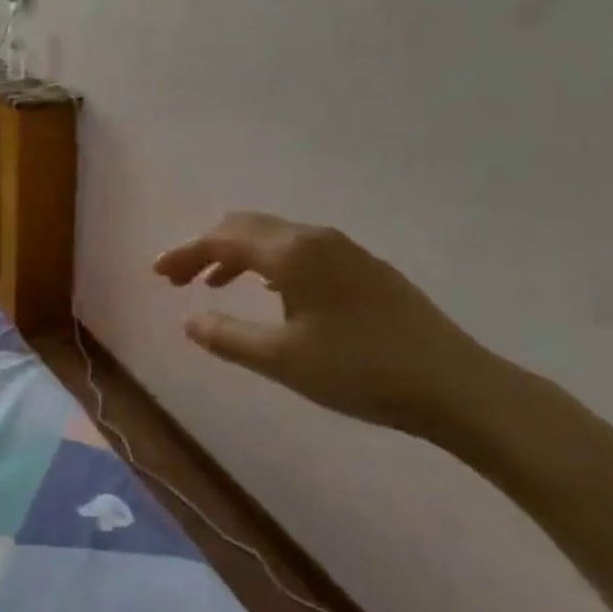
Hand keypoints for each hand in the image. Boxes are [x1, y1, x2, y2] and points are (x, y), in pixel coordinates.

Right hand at [154, 212, 490, 431]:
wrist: (455, 384)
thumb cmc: (360, 371)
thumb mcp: (283, 360)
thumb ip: (227, 336)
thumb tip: (188, 320)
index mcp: (291, 253)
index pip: (222, 240)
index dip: (184, 254)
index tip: (157, 273)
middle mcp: (314, 237)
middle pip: (246, 227)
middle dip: (206, 248)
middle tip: (179, 279)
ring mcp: (343, 249)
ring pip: (274, 236)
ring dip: (237, 254)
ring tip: (214, 285)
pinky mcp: (363, 266)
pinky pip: (299, 249)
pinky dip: (268, 261)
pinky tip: (269, 290)